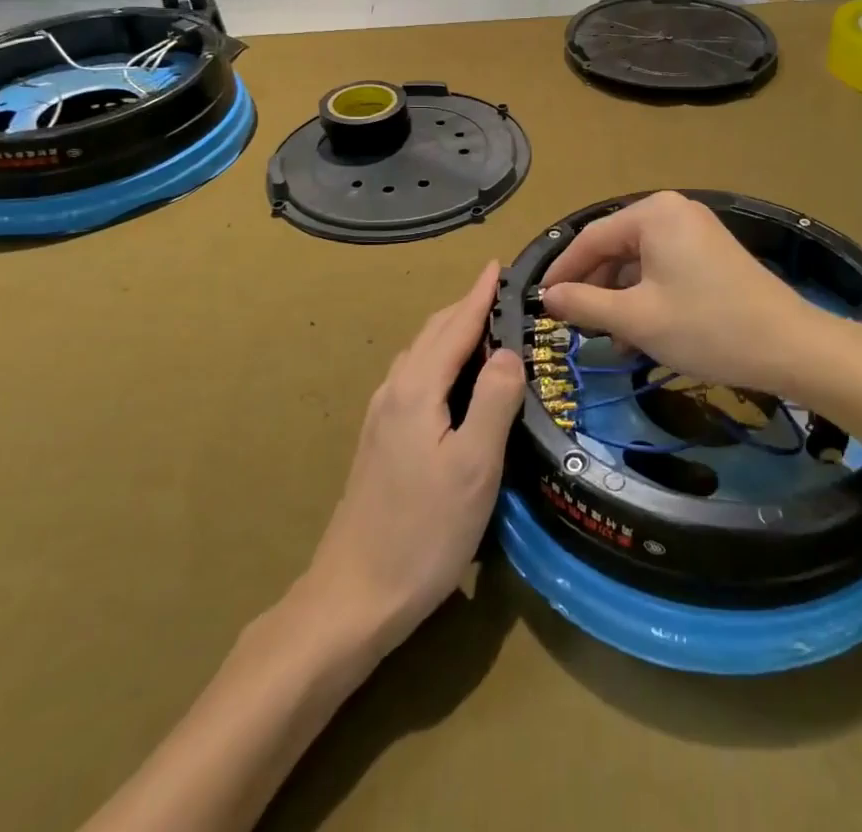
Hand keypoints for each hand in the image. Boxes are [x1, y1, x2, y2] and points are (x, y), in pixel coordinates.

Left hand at [301, 261, 524, 655]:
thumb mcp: (474, 466)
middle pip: (433, 334)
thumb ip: (494, 401)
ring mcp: (381, 417)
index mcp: (417, 389)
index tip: (498, 264)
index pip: (455, 326)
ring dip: (451, 332)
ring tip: (483, 328)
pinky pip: (414, 377)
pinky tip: (452, 381)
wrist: (353, 597)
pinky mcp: (379, 441)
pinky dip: (439, 359)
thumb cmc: (423, 532)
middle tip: (501, 294)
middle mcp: (394, 391)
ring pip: (420, 355)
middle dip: (466, 307)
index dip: (479, 294)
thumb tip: (508, 351)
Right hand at [540, 192, 823, 398]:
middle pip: (616, 247)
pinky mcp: (711, 253)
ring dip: (620, 298)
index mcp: (653, 214)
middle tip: (575, 326)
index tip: (542, 303)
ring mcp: (695, 230)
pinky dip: (647, 296)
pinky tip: (640, 333)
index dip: (563, 272)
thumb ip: (585, 303)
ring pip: (639, 261)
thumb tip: (549, 296)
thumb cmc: (706, 327)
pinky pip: (664, 268)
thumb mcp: (636, 319)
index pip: (591, 238)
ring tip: (609, 339)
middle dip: (595, 288)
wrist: (789, 346)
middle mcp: (673, 211)